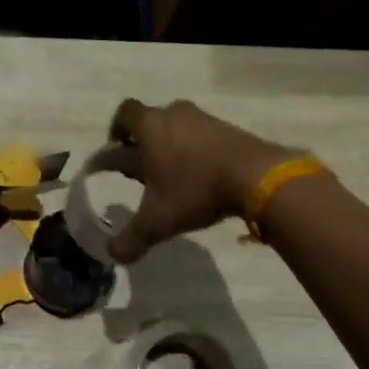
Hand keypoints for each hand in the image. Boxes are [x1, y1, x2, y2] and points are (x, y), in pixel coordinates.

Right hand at [106, 99, 297, 262]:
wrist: (255, 176)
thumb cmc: (195, 189)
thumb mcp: (157, 221)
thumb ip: (131, 238)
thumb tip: (113, 254)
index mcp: (149, 127)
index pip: (124, 114)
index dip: (116, 131)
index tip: (115, 152)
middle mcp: (174, 114)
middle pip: (151, 119)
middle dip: (142, 142)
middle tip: (141, 168)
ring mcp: (204, 119)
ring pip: (178, 126)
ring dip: (170, 145)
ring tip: (171, 174)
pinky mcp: (228, 128)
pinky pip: (202, 135)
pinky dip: (195, 150)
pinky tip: (200, 175)